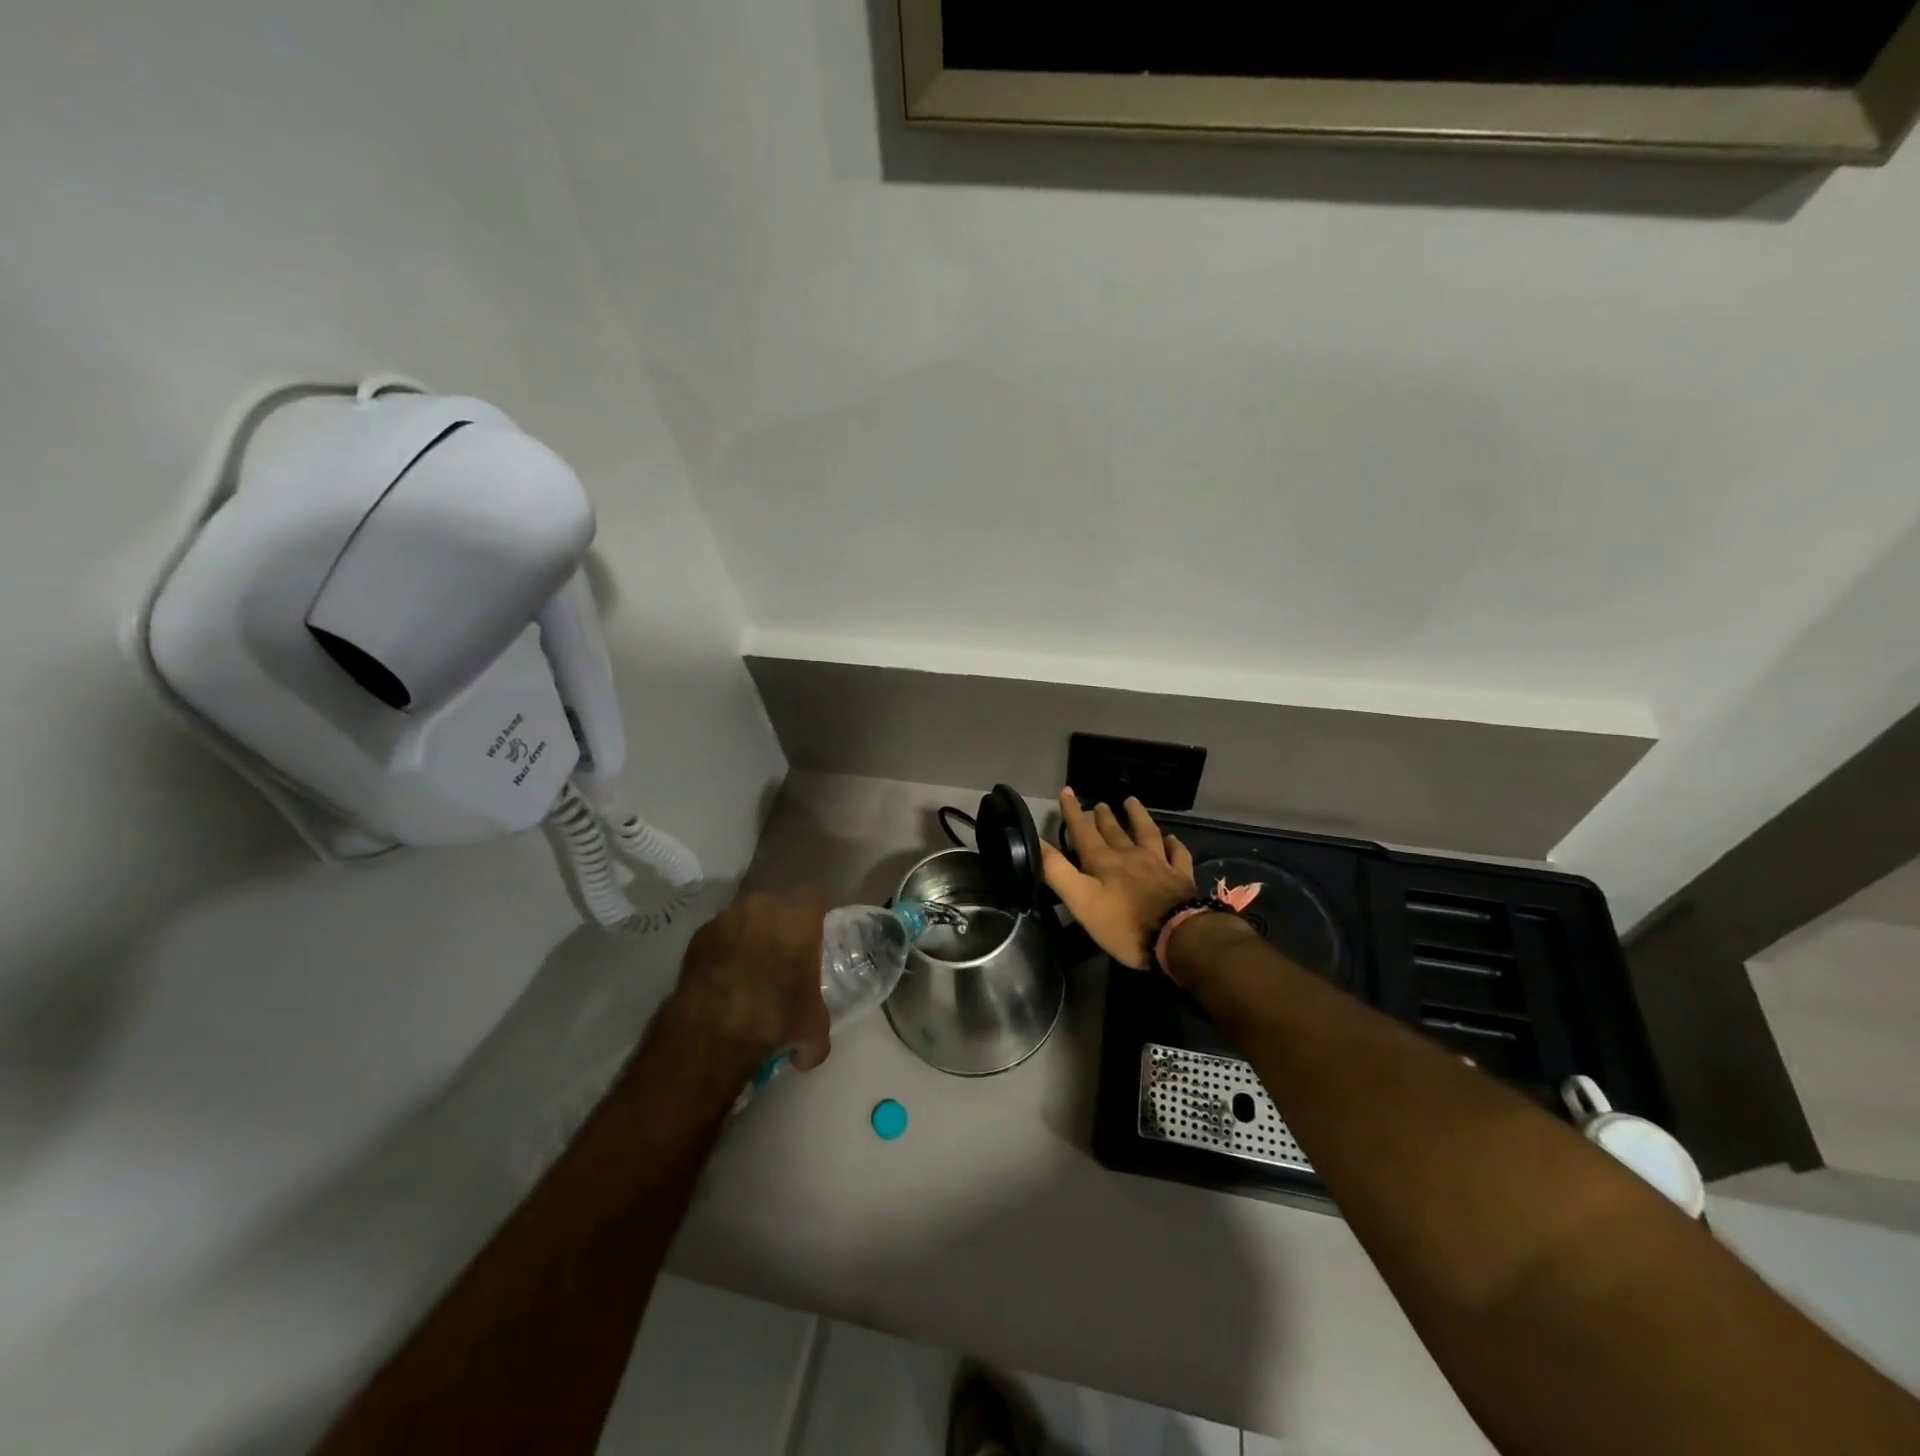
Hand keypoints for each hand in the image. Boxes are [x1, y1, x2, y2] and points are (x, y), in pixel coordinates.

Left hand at [668, 891, 832, 1072]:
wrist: (712, 1028)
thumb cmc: (775, 1017)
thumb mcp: (812, 1029)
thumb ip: (816, 1029)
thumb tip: (807, 1053)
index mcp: (800, 917)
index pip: (816, 900)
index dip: (815, 919)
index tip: (813, 939)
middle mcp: (765, 905)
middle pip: (778, 905)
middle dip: (780, 925)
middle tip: (782, 954)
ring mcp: (728, 916)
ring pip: (747, 917)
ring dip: (750, 935)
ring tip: (748, 967)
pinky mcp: (699, 934)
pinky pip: (720, 935)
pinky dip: (723, 950)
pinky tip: (723, 977)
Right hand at [1040, 790, 1196, 970]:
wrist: (1177, 937)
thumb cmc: (1124, 924)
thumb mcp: (1081, 901)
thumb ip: (1057, 872)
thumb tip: (1036, 842)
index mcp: (1104, 862)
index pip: (1083, 831)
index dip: (1073, 812)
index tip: (1066, 791)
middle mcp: (1130, 856)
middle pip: (1114, 831)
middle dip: (1103, 817)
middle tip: (1099, 804)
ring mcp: (1159, 864)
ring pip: (1147, 833)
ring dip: (1138, 816)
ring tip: (1131, 802)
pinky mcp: (1181, 877)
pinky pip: (1177, 854)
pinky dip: (1173, 843)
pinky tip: (1171, 838)